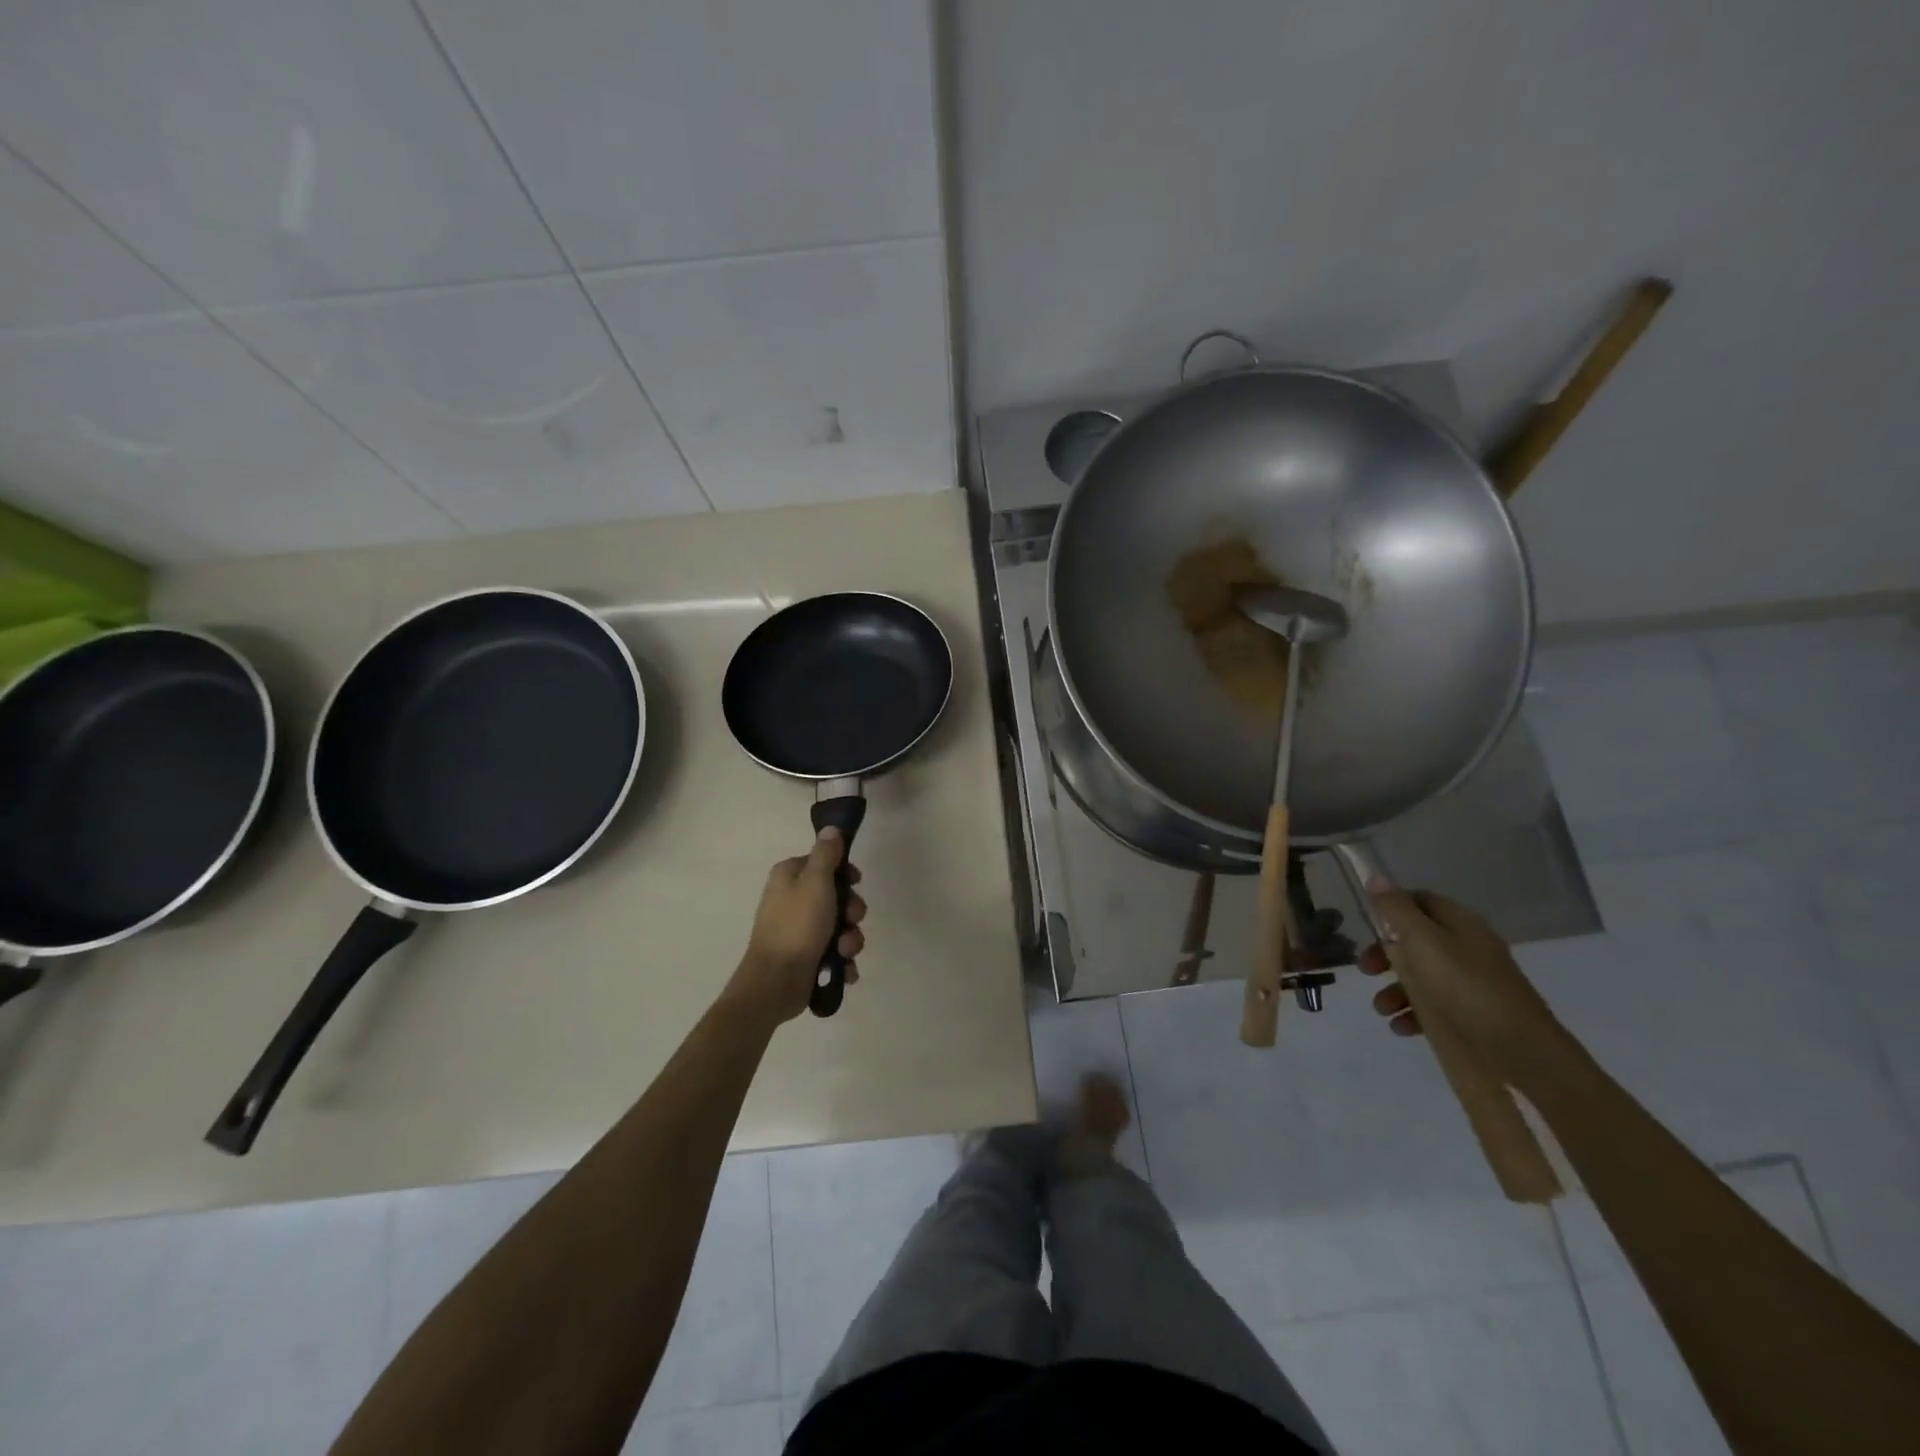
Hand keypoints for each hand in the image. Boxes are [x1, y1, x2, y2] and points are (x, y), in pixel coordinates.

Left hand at [728, 827, 866, 1025]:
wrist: (775, 983)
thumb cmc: (797, 926)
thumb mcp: (816, 882)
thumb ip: (826, 854)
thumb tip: (831, 828)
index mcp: (789, 876)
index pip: (823, 862)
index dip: (844, 872)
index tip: (857, 882)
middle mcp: (791, 899)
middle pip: (835, 896)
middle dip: (851, 912)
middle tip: (851, 921)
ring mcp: (798, 929)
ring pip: (838, 926)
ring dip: (850, 939)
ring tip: (844, 952)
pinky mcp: (804, 956)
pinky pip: (833, 951)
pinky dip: (841, 960)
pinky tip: (843, 969)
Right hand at [1357, 881, 1563, 1080]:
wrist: (1520, 1051)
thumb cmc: (1464, 986)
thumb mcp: (1422, 940)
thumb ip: (1396, 909)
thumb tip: (1375, 875)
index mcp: (1459, 923)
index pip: (1419, 900)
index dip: (1390, 908)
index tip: (1366, 925)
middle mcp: (1466, 947)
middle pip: (1415, 940)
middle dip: (1385, 955)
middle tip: (1366, 970)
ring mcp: (1471, 983)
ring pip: (1422, 976)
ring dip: (1394, 989)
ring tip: (1382, 1009)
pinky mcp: (1472, 1015)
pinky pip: (1435, 1007)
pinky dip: (1413, 1014)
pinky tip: (1401, 1027)